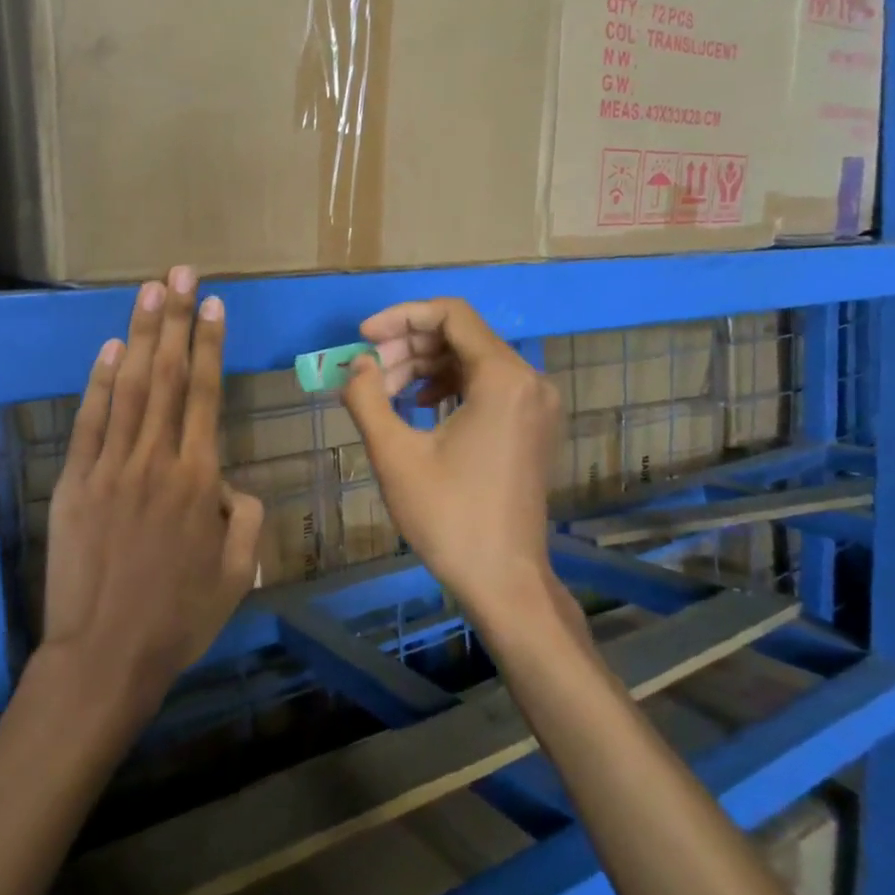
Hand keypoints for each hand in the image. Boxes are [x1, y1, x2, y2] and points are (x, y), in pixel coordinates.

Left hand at [41, 267, 263, 723]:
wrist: (106, 654)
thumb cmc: (179, 618)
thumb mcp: (236, 573)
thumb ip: (244, 517)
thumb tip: (230, 484)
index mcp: (199, 480)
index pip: (207, 395)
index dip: (210, 345)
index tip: (212, 304)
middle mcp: (156, 460)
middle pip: (168, 376)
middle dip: (175, 320)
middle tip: (179, 273)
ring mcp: (110, 467)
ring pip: (130, 388)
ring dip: (140, 336)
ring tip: (149, 291)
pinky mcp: (75, 482)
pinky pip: (90, 421)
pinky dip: (100, 383)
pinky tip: (110, 350)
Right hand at [340, 298, 565, 630]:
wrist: (503, 579)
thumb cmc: (448, 516)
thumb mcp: (394, 454)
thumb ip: (367, 397)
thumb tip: (357, 364)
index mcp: (504, 378)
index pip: (451, 314)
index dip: (401, 317)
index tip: (364, 338)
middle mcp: (530, 380)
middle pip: (462, 335)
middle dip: (409, 346)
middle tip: (368, 373)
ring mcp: (537, 404)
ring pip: (473, 360)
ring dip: (425, 366)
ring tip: (385, 393)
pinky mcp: (533, 425)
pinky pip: (488, 385)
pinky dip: (450, 386)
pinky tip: (419, 405)